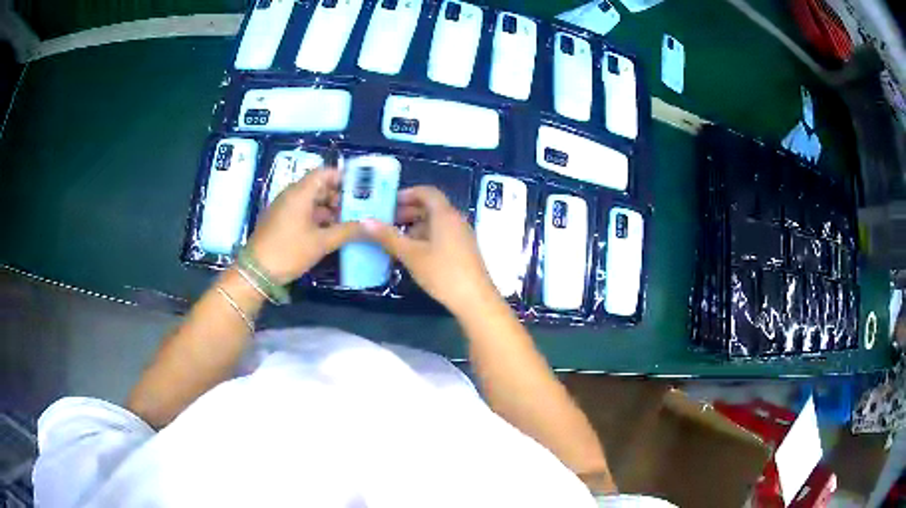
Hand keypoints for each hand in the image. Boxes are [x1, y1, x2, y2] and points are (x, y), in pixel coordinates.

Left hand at [246, 168, 359, 283]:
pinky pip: (302, 212)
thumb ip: (347, 231)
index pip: (324, 173)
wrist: (256, 272)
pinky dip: (317, 218)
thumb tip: (371, 225)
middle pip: (318, 187)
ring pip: (311, 201)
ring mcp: (284, 209)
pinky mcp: (280, 221)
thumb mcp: (321, 242)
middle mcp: (291, 195)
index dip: (342, 177)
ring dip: (329, 210)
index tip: (360, 187)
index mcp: (300, 193)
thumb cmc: (289, 251)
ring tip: (349, 222)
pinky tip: (330, 232)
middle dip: (339, 196)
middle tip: (359, 208)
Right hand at [362, 186, 497, 315]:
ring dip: (415, 226)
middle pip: (431, 207)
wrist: (475, 299)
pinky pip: (442, 234)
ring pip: (436, 222)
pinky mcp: (464, 250)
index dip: (407, 193)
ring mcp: (462, 235)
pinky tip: (412, 252)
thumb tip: (365, 221)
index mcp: (445, 214)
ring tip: (395, 238)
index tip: (388, 202)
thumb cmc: (442, 273)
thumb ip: (388, 237)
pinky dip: (425, 237)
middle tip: (386, 221)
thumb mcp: (411, 255)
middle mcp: (456, 220)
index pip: (427, 192)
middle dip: (408, 211)